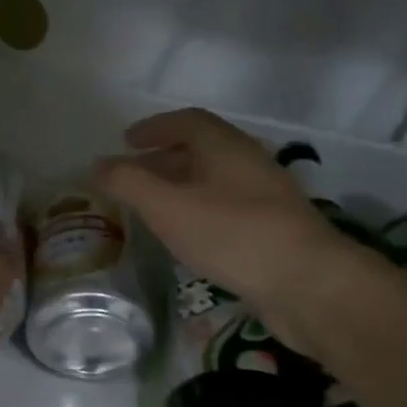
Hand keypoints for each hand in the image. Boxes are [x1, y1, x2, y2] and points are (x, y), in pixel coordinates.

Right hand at [96, 109, 371, 350]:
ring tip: (154, 205)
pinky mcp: (274, 229)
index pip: (187, 121)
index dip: (154, 127)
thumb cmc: (233, 234)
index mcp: (225, 146)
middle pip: (202, 149)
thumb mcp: (168, 207)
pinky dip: (200, 209)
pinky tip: (188, 235)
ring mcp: (266, 196)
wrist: (309, 284)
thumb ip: (128, 183)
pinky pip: (227, 206)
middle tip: (134, 174)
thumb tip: (96, 165)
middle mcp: (248, 162)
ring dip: (182, 185)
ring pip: (215, 180)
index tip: (127, 140)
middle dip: (164, 158)